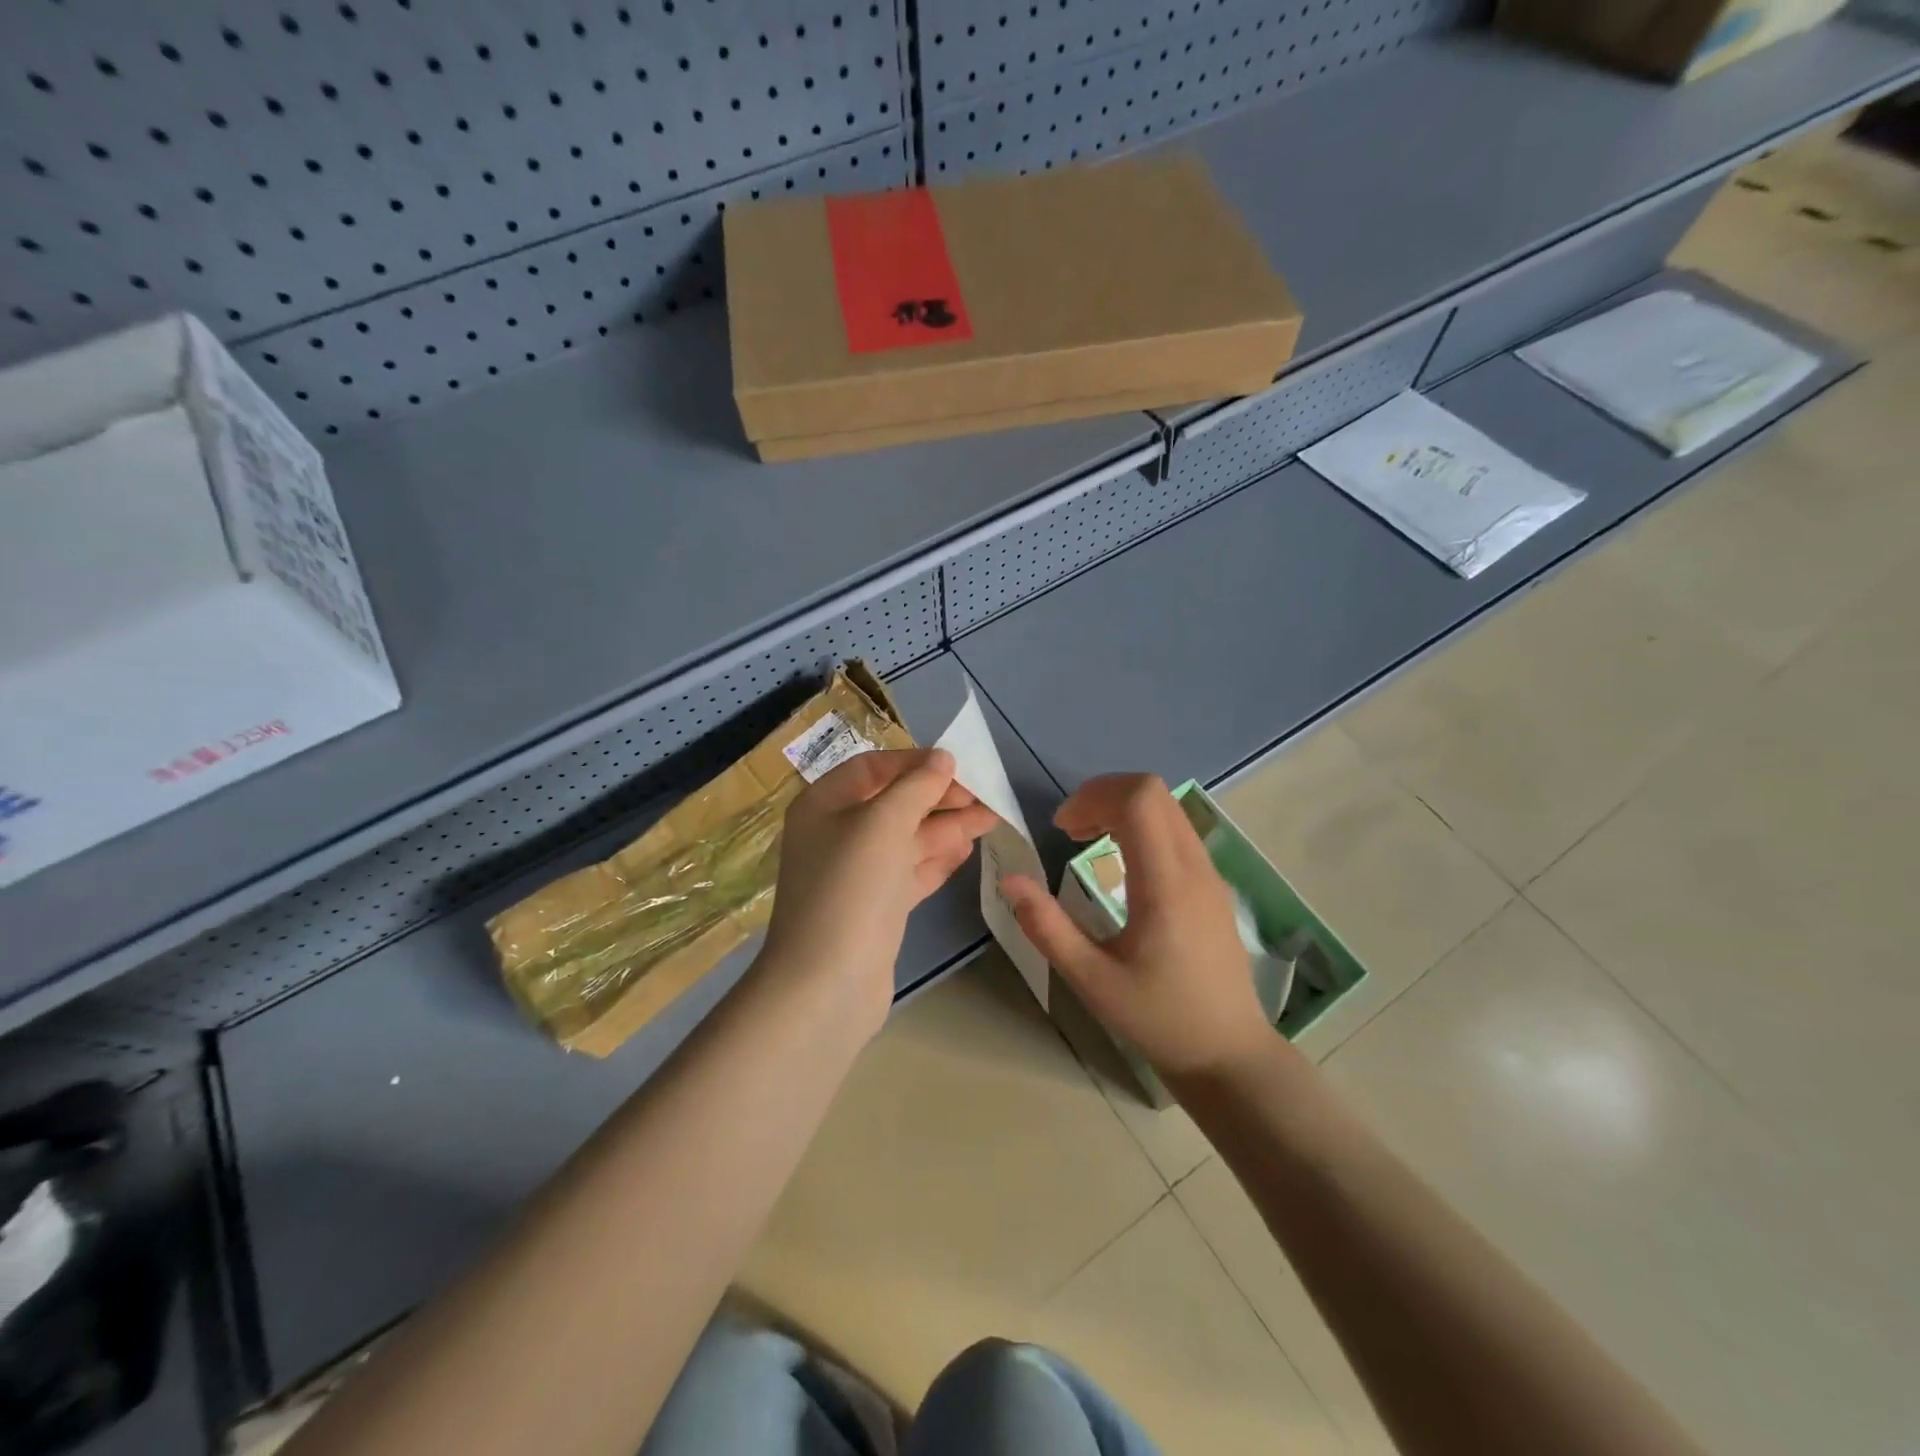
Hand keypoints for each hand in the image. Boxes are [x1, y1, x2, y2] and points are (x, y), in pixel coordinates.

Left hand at [763, 748, 998, 1038]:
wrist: (827, 984)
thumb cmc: (851, 888)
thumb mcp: (884, 824)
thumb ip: (916, 786)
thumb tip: (942, 758)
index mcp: (825, 804)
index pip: (873, 767)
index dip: (914, 762)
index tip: (958, 765)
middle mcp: (837, 834)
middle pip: (894, 803)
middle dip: (939, 798)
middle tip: (985, 797)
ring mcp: (857, 874)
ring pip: (907, 839)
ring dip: (947, 828)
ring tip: (991, 820)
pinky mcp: (876, 907)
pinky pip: (910, 872)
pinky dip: (937, 859)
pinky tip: (968, 851)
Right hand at [1001, 774, 1274, 1080]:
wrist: (1228, 1053)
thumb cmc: (1158, 1019)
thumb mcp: (1091, 980)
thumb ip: (1047, 927)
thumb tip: (1009, 880)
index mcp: (1166, 885)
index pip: (1139, 800)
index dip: (1093, 797)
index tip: (1061, 828)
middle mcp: (1194, 867)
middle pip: (1153, 791)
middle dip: (1103, 795)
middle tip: (1069, 829)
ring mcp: (1210, 873)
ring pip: (1168, 806)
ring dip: (1123, 807)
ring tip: (1087, 838)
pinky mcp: (1213, 884)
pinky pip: (1178, 828)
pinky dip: (1143, 824)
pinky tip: (1120, 860)